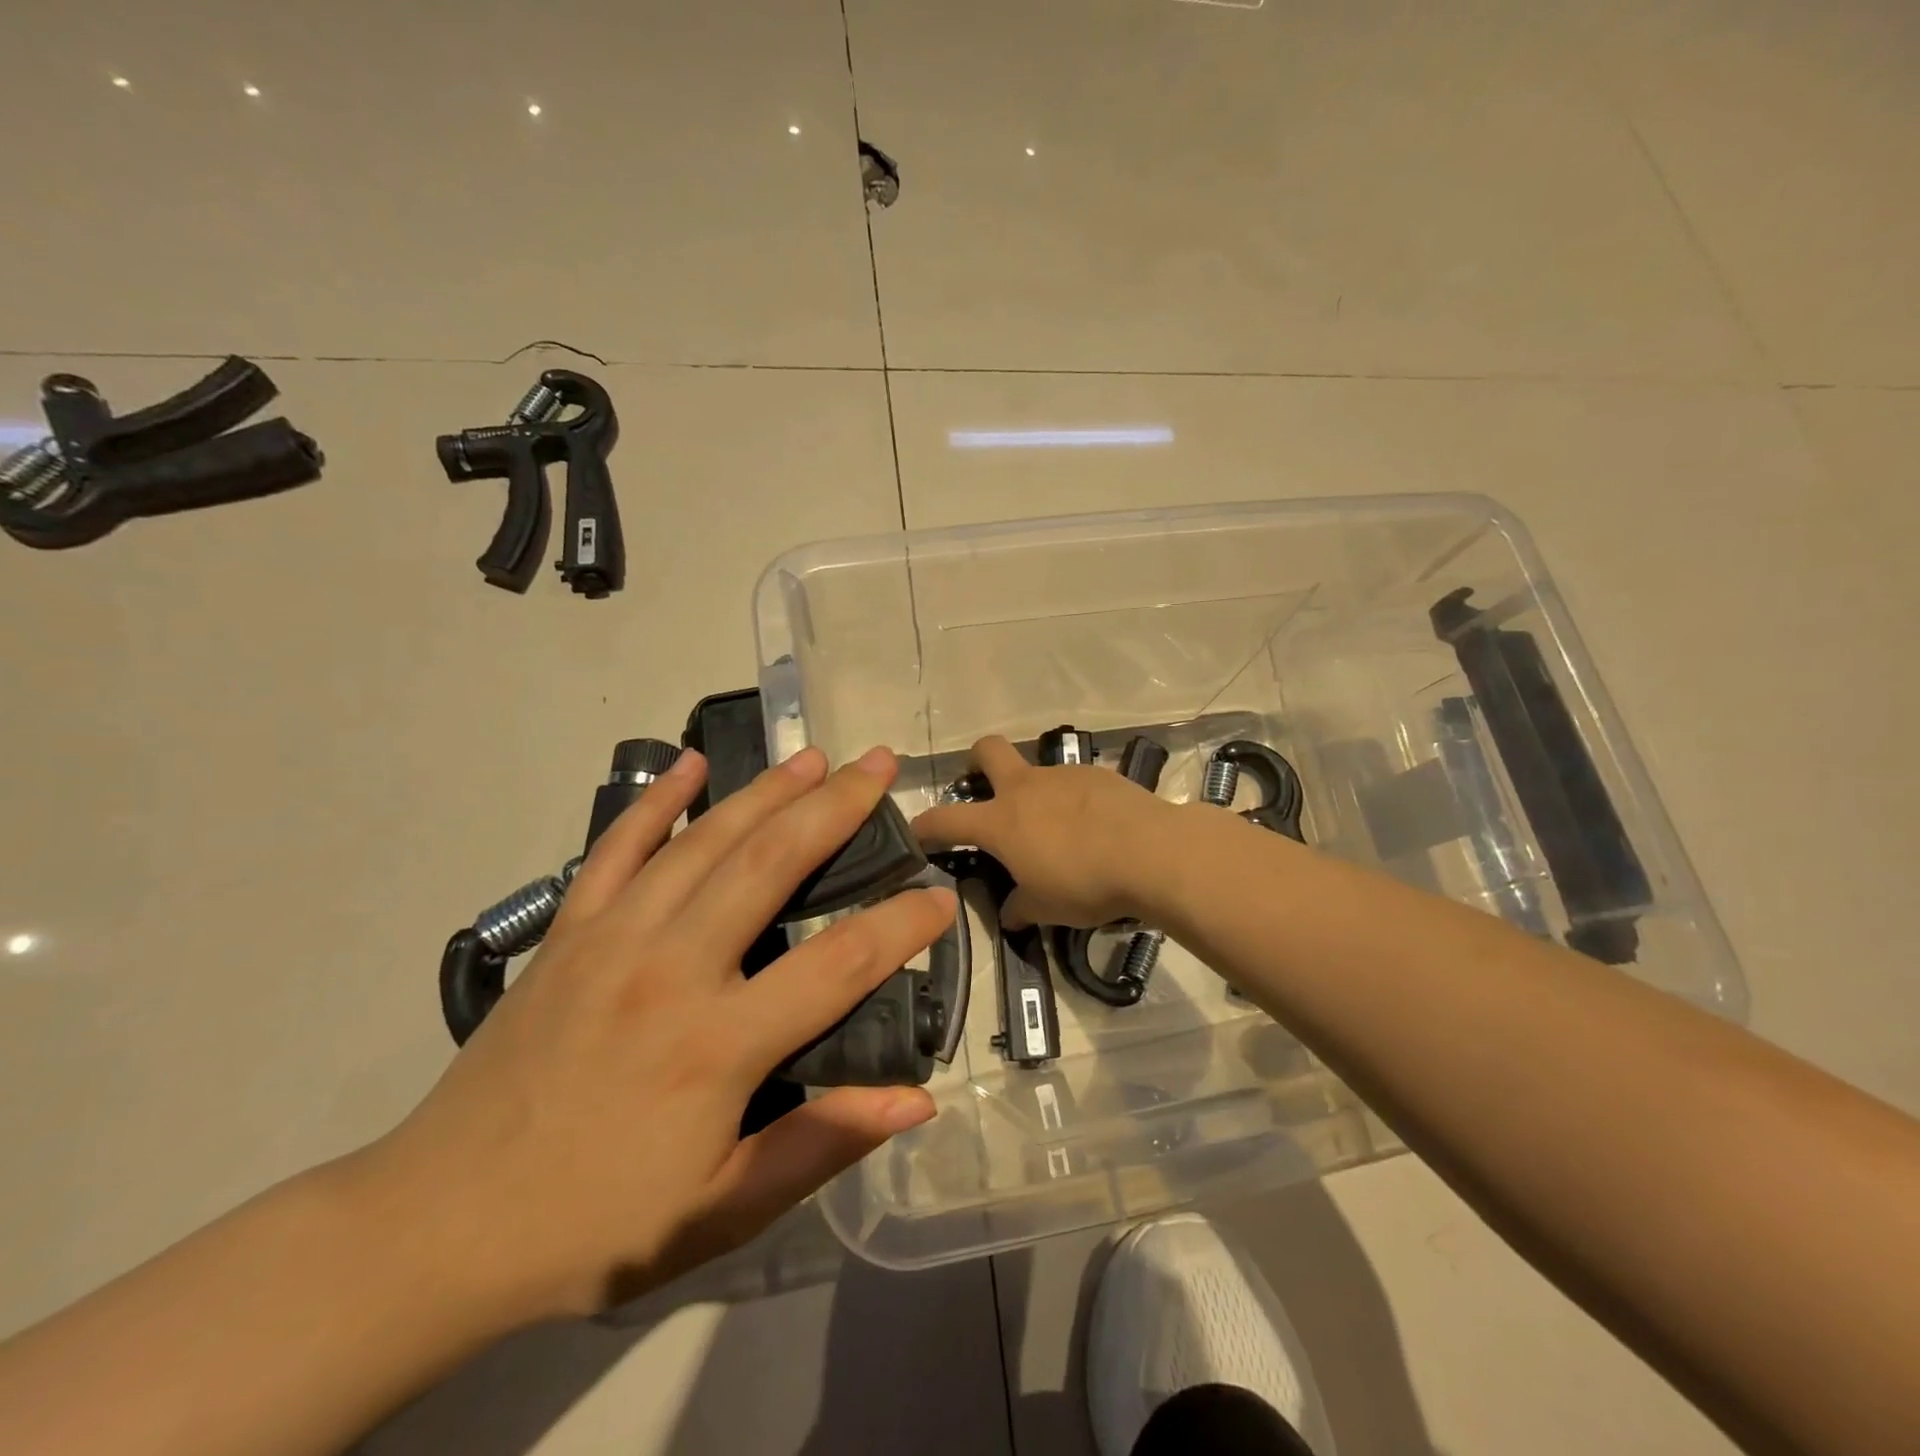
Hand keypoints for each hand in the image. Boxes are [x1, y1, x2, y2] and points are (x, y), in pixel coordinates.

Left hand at [353, 744, 953, 1321]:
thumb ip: (821, 1145)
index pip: (838, 965)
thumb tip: (916, 1099)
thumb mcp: (720, 1211)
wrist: (437, 1228)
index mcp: (717, 1045)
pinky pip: (617, 849)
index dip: (900, 926)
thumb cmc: (595, 1226)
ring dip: (766, 791)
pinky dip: (657, 801)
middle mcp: (671, 969)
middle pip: (770, 864)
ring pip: (704, 842)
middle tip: (881, 766)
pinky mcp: (567, 932)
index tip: (940, 897)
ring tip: (814, 757)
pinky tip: (692, 764)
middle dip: (836, 808)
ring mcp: (613, 938)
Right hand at [911, 735, 1179, 929]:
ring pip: (1037, 770)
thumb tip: (1010, 912)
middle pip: (987, 750)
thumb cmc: (1085, 883)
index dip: (924, 825)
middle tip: (984, 788)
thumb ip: (1020, 907)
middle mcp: (1026, 787)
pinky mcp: (1098, 774)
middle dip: (976, 761)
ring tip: (1058, 829)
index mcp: (1000, 821)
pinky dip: (1074, 801)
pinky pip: (1074, 783)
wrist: (1151, 853)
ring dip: (1036, 793)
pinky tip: (1094, 827)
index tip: (916, 832)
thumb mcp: (1045, 908)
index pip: (944, 818)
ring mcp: (1063, 775)